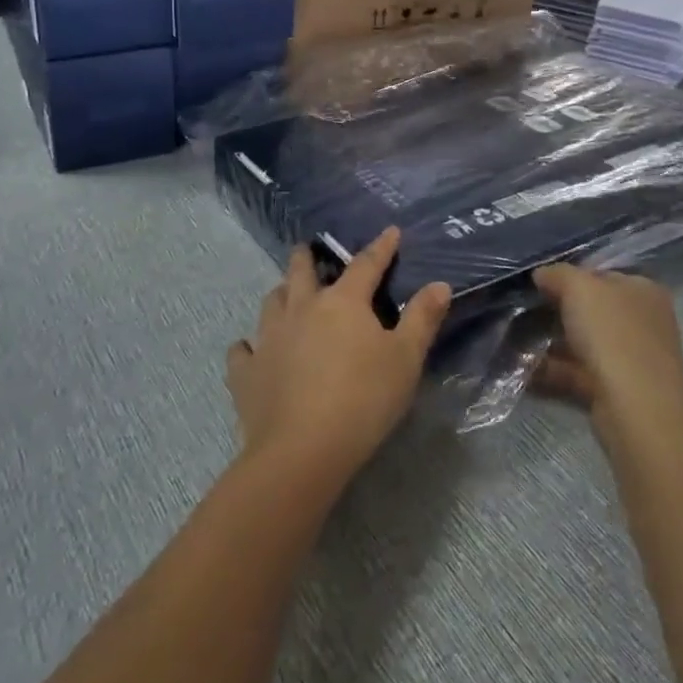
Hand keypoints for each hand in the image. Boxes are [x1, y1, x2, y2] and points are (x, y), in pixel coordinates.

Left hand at [226, 228, 450, 478]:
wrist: (302, 450)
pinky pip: (243, 350)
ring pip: (271, 302)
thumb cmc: (363, 400)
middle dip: (306, 257)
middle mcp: (301, 309)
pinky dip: (248, 346)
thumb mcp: (405, 360)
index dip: (380, 248)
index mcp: (343, 302)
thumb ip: (421, 319)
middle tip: (307, 250)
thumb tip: (439, 284)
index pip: (365, 265)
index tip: (390, 232)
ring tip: (286, 295)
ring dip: (281, 294)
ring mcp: (268, 338)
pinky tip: (251, 350)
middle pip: (301, 271)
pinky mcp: (246, 372)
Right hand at [531, 265, 682, 427]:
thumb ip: (558, 274)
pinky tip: (524, 368)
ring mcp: (630, 358)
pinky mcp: (615, 390)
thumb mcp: (579, 287)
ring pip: (583, 343)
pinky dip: (552, 370)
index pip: (601, 275)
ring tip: (514, 340)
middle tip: (521, 311)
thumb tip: (542, 275)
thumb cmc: (611, 333)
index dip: (569, 276)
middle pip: (591, 311)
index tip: (537, 284)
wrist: (635, 407)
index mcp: (642, 290)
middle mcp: (641, 322)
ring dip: (550, 343)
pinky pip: (577, 372)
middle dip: (556, 311)